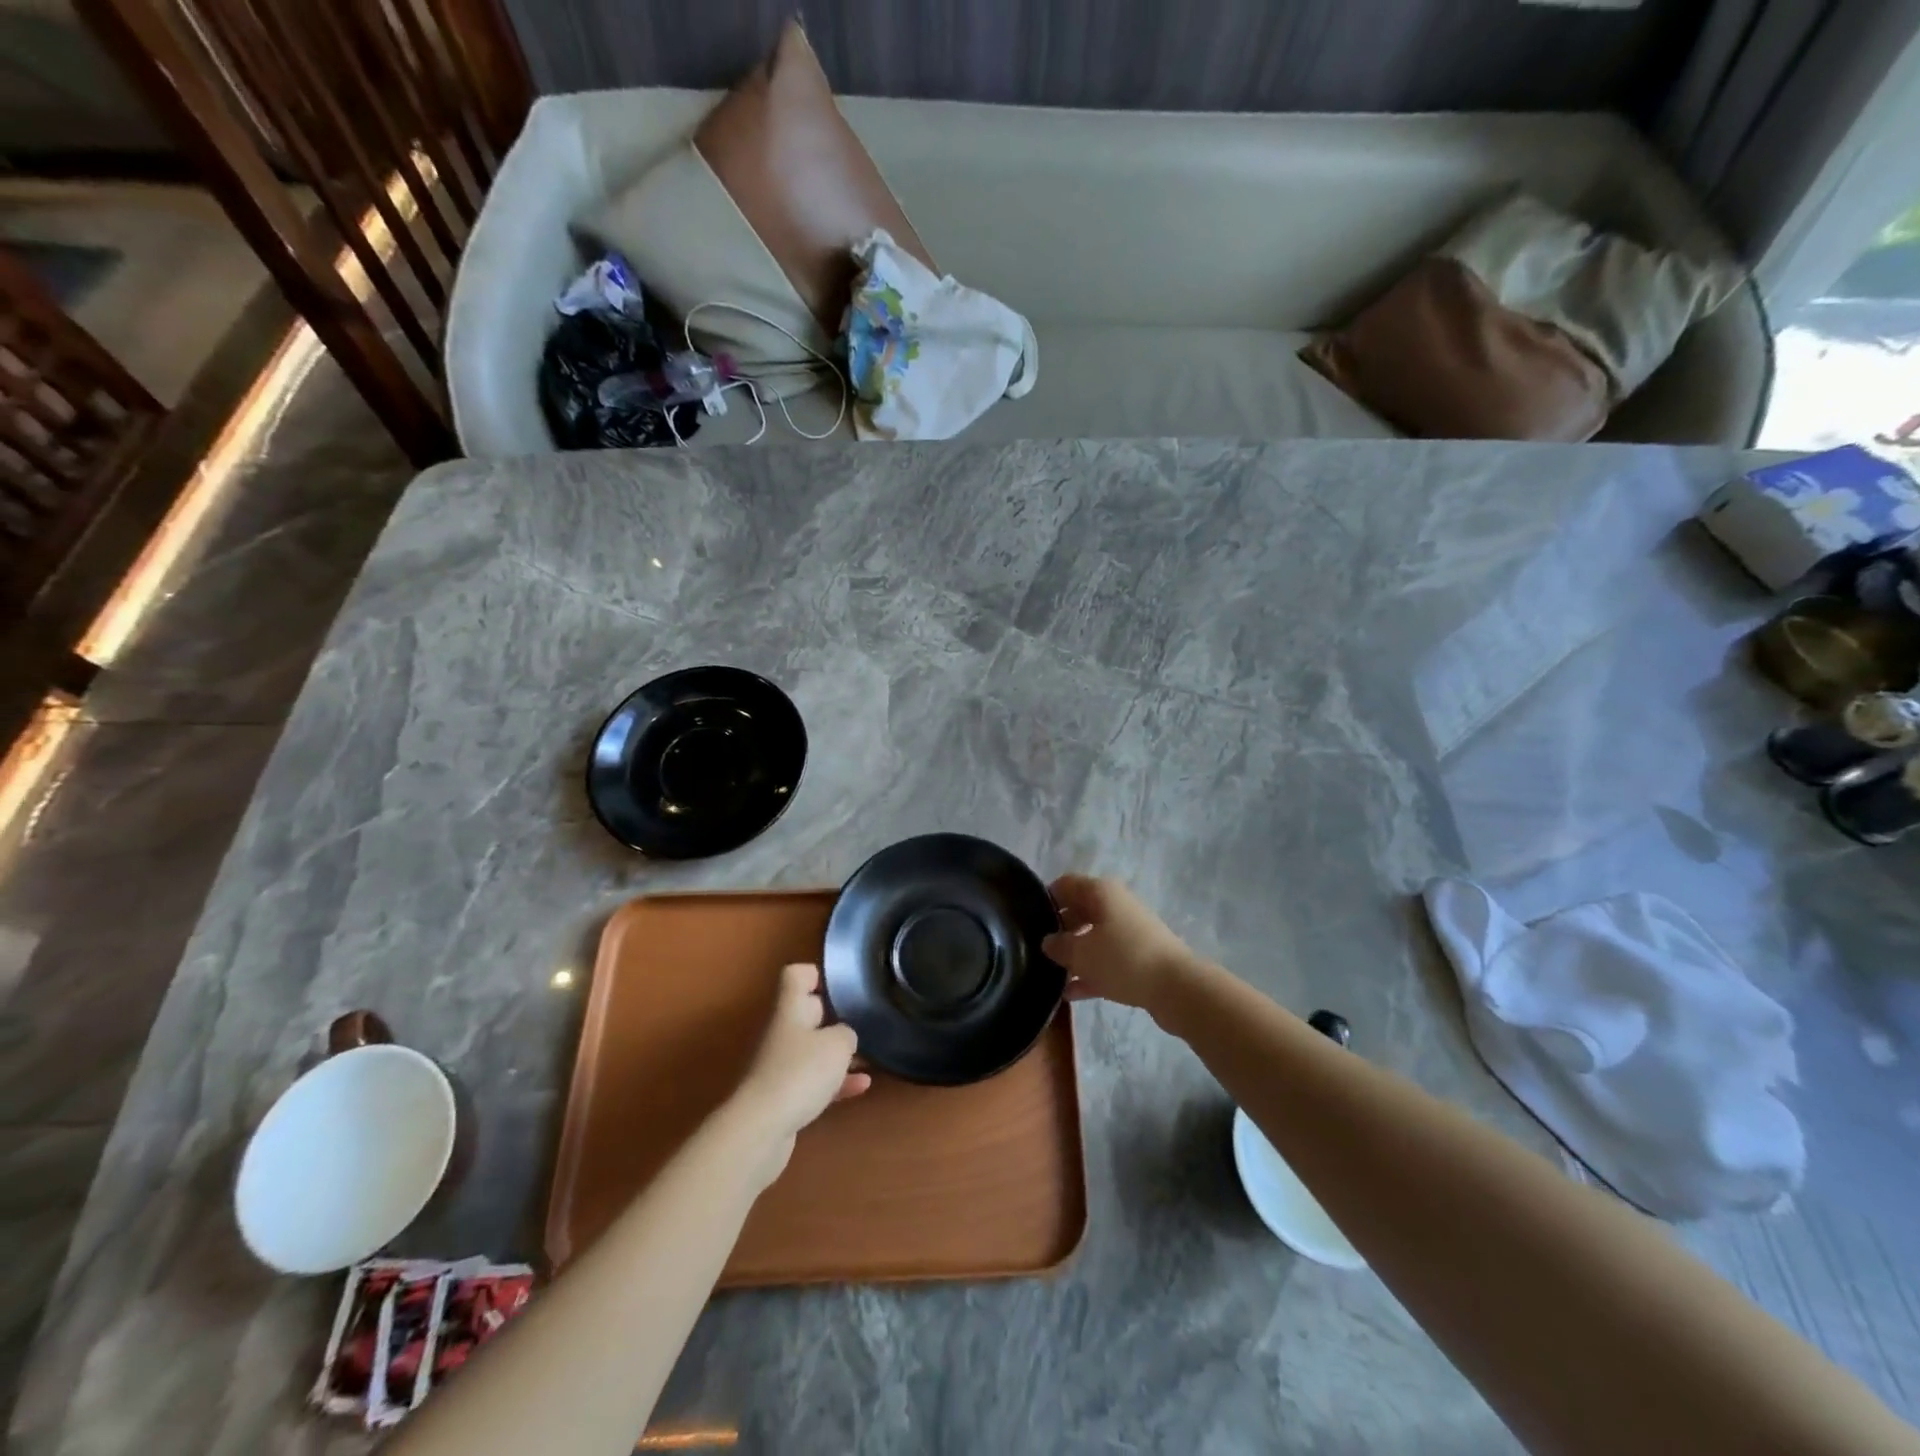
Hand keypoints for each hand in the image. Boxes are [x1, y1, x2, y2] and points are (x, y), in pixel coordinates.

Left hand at [731, 964, 869, 1185]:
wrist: (761, 1130)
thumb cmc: (800, 1073)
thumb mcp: (838, 1044)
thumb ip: (847, 1033)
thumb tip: (844, 1036)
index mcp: (790, 1009)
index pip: (796, 975)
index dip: (817, 974)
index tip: (842, 984)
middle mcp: (783, 1031)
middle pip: (807, 1011)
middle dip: (835, 1015)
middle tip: (864, 1020)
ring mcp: (781, 1065)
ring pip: (813, 1048)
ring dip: (838, 1052)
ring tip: (869, 1054)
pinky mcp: (784, 1095)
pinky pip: (815, 1080)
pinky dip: (836, 1081)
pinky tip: (862, 1086)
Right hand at [1043, 874, 1199, 1019]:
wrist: (1176, 987)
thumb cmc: (1122, 959)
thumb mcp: (1081, 952)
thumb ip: (1059, 945)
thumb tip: (1048, 942)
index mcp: (1101, 892)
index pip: (1065, 885)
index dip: (1046, 899)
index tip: (1028, 921)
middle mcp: (1115, 905)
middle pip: (1079, 911)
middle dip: (1059, 930)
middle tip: (1037, 950)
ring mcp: (1129, 932)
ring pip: (1093, 938)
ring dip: (1074, 954)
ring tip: (1050, 974)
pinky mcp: (1139, 957)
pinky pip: (1107, 960)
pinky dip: (1090, 973)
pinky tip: (1071, 994)